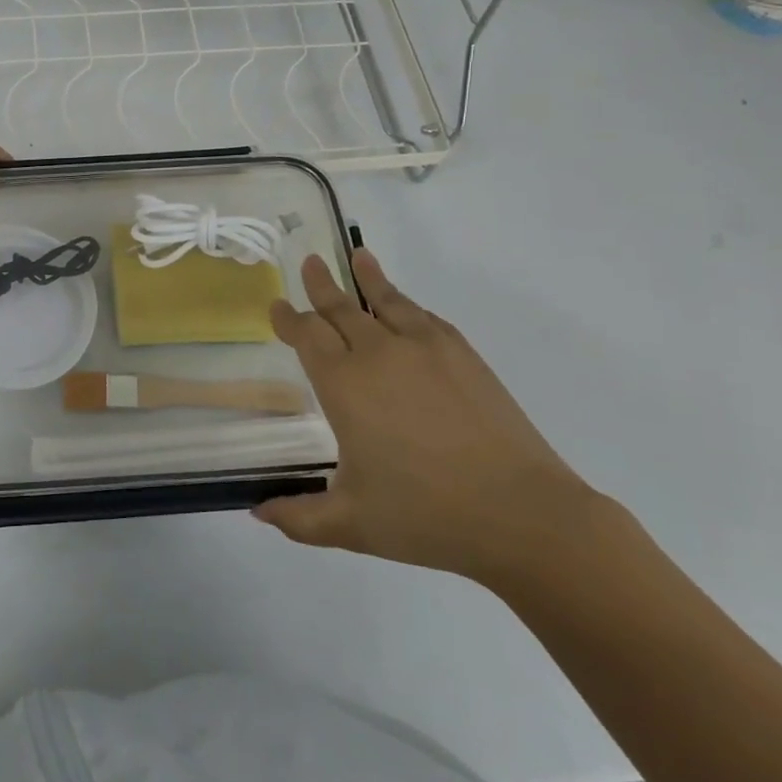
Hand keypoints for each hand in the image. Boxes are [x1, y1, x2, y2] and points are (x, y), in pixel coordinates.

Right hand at [255, 245, 597, 583]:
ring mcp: (426, 349)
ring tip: (358, 256)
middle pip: (340, 308)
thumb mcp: (350, 525)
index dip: (288, 319)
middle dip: (320, 286)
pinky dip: (407, 305)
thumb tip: (258, 513)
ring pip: (386, 301)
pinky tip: (405, 306)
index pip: (305, 336)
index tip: (277, 306)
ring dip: (367, 278)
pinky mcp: (465, 356)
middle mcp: (378, 354)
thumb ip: (298, 518)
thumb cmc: (425, 517)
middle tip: (309, 262)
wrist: (523, 515)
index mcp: (344, 385)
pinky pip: (425, 317)